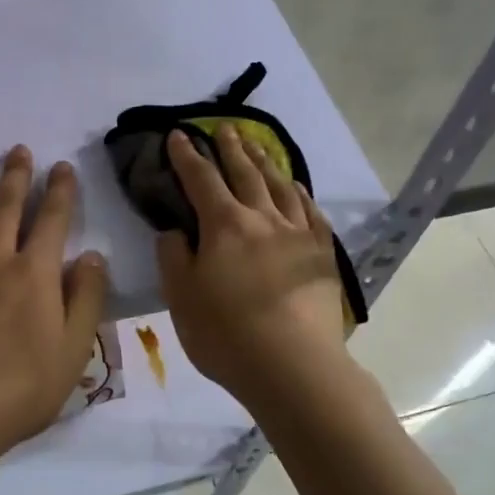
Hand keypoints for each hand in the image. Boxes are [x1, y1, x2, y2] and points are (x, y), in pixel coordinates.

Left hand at [0, 145, 108, 465]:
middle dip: (16, 175)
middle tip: (19, 151)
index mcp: (35, 274)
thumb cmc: (21, 390)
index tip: (62, 167)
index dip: (60, 190)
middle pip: (6, 206)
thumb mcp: (73, 351)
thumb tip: (93, 256)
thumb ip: (86, 299)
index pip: (52, 219)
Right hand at [156, 125, 351, 411]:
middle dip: (231, 148)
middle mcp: (262, 218)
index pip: (200, 180)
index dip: (187, 156)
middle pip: (244, 173)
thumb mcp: (181, 298)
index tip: (179, 135)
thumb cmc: (227, 335)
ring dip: (265, 162)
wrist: (293, 366)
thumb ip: (173, 257)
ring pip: (279, 186)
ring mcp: (297, 234)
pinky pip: (310, 212)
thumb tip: (175, 230)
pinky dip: (299, 193)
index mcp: (224, 226)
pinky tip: (296, 187)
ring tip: (257, 146)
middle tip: (225, 128)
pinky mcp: (321, 254)